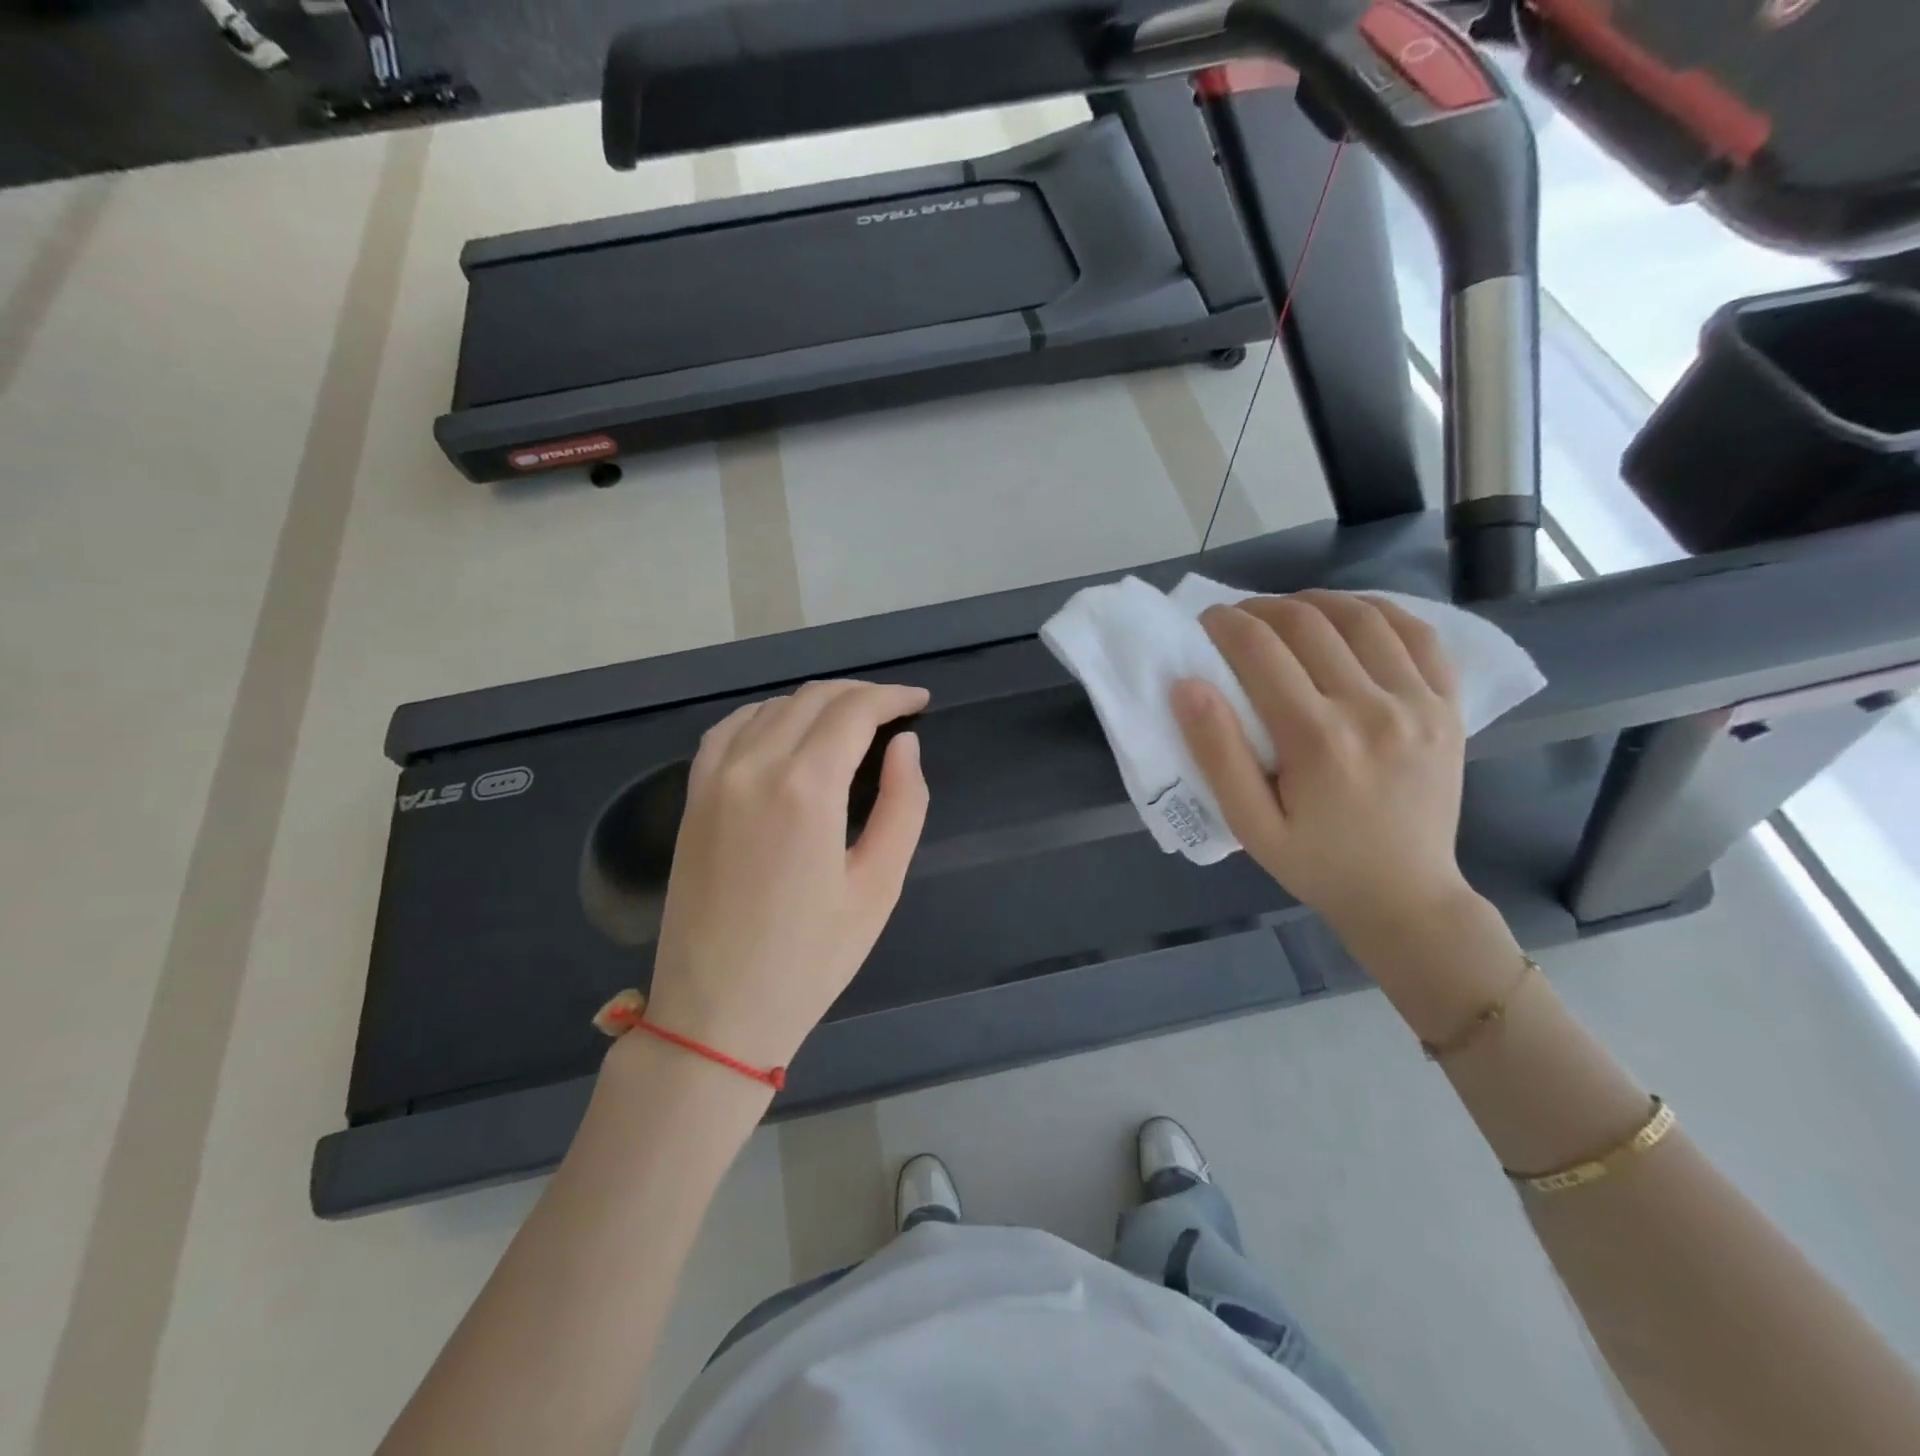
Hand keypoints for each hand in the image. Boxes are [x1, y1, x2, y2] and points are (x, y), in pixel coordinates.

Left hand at [645, 680, 929, 1069]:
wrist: (716, 1012)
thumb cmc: (811, 958)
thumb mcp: (879, 886)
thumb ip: (903, 804)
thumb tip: (906, 745)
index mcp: (806, 787)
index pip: (855, 711)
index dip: (892, 697)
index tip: (920, 701)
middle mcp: (755, 765)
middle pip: (813, 699)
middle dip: (861, 694)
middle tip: (894, 710)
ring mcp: (714, 778)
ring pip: (772, 707)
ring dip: (817, 702)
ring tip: (851, 719)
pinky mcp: (693, 797)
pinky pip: (729, 729)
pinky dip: (766, 715)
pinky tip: (785, 729)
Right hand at [1172, 591, 1471, 949]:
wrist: (1406, 896)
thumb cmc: (1316, 864)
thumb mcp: (1249, 824)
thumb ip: (1217, 753)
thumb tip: (1187, 685)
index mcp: (1318, 740)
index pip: (1261, 651)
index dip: (1225, 624)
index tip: (1205, 621)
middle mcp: (1373, 708)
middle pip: (1308, 624)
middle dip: (1261, 609)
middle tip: (1236, 620)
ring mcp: (1420, 703)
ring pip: (1362, 617)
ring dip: (1314, 602)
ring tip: (1285, 613)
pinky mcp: (1448, 706)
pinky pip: (1418, 634)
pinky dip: (1379, 611)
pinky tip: (1349, 616)